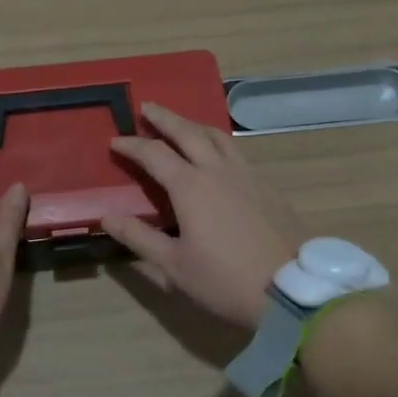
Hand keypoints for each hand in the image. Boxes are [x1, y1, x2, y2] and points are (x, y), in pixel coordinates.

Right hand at [103, 103, 305, 327]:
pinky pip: (237, 153)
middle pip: (188, 132)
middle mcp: (218, 171)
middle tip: (148, 106)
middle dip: (165, 118)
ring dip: (195, 125)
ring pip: (218, 136)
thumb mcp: (174, 266)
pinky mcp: (267, 187)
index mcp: (191, 187)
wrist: (290, 290)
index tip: (115, 140)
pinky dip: (219, 143)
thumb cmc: (224, 280)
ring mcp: (247, 176)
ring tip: (183, 123)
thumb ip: (139, 238)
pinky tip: (218, 156)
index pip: (154, 154)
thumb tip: (107, 217)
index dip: (132, 145)